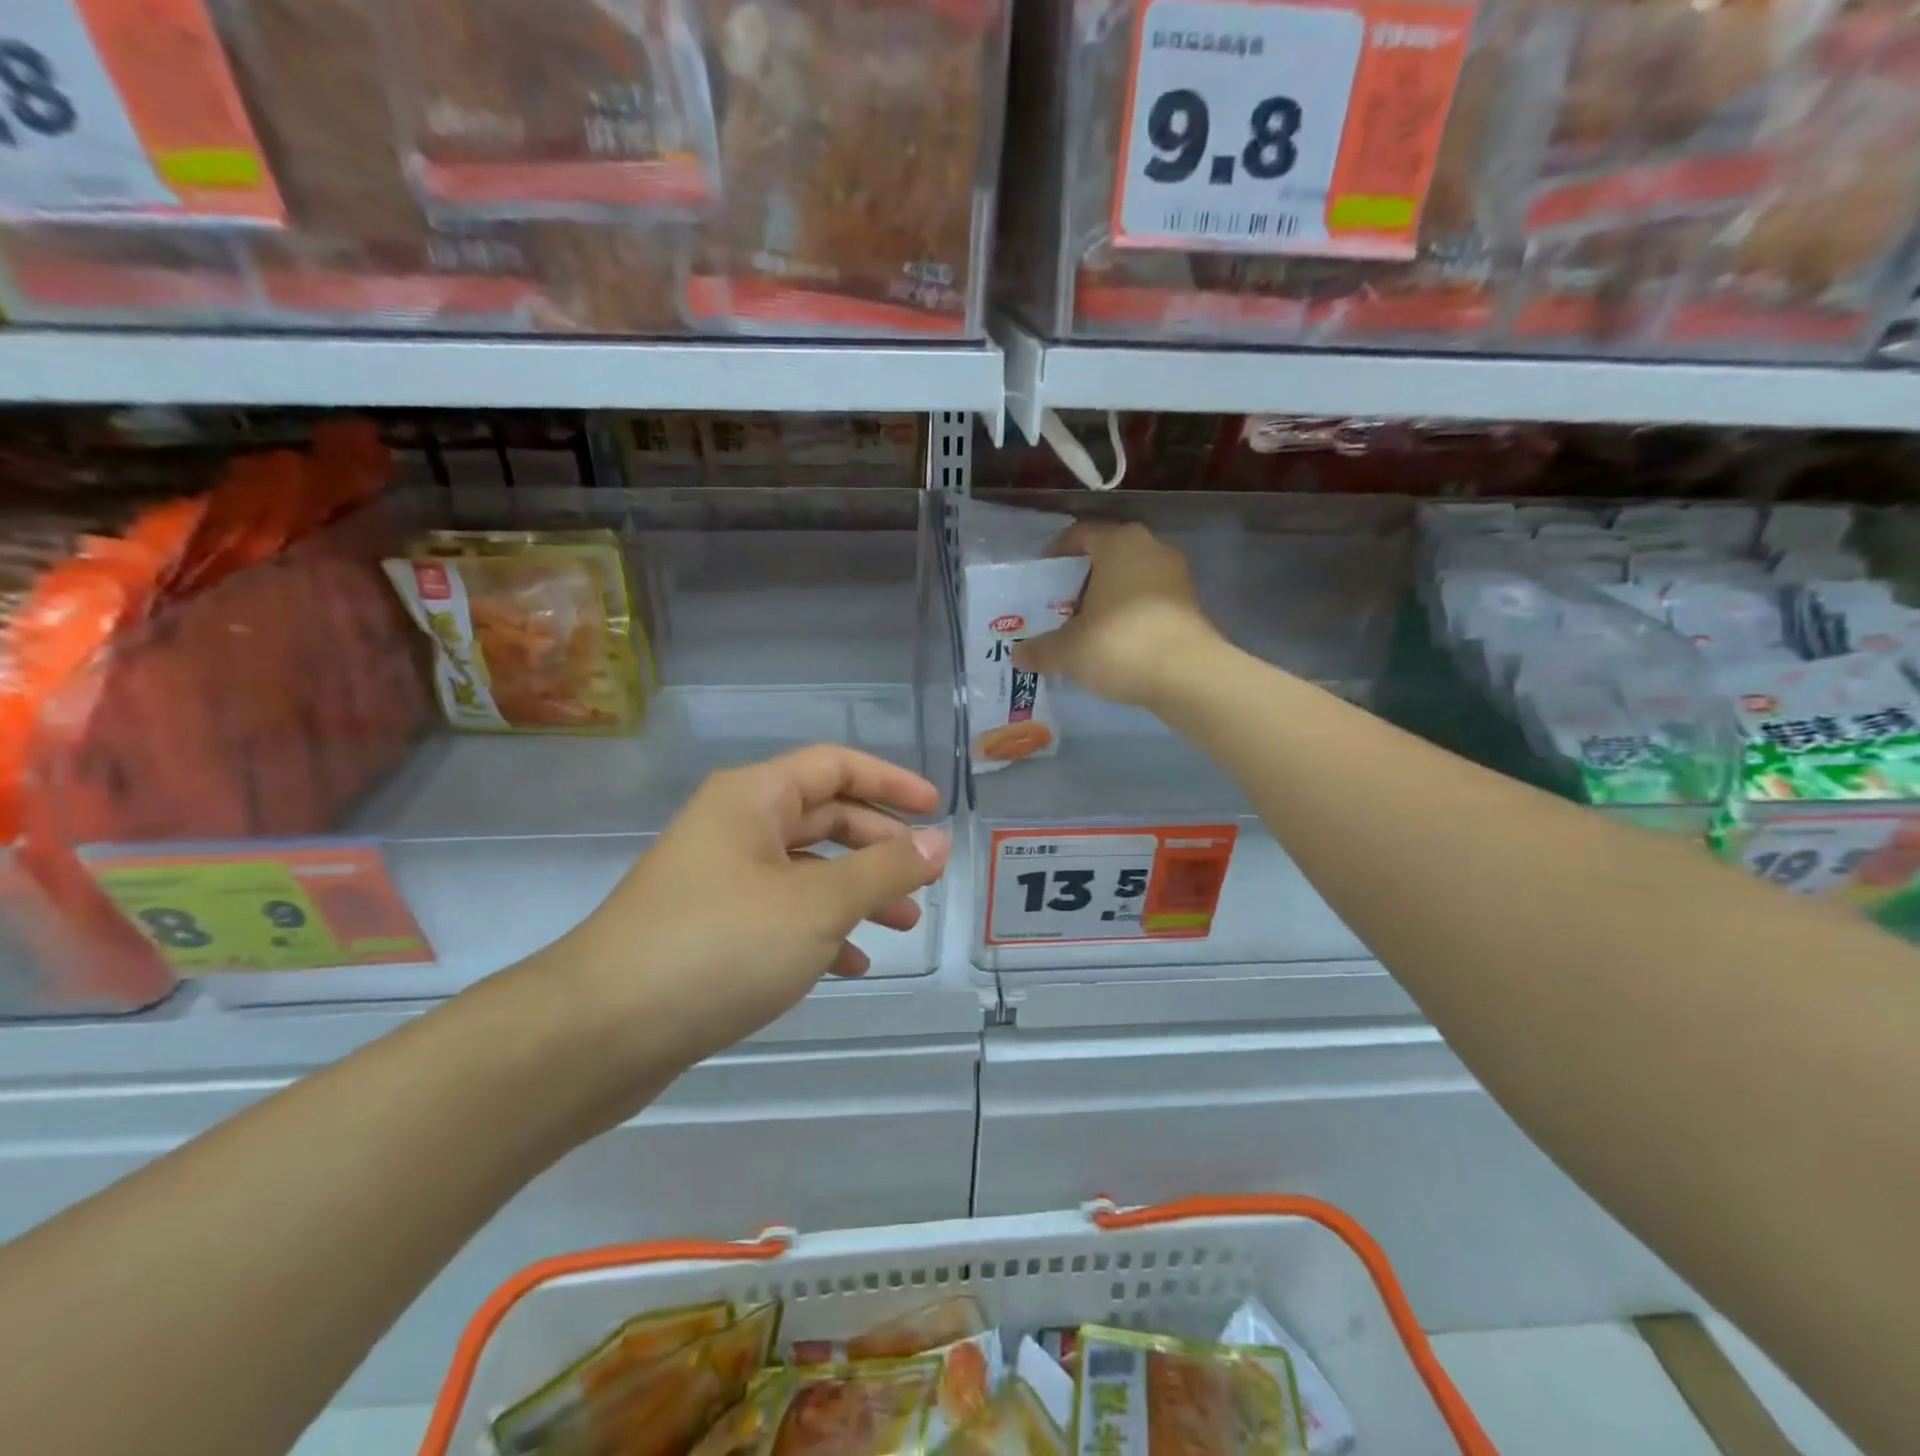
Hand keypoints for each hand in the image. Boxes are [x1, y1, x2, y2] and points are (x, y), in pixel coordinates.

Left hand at [552, 745, 950, 1075]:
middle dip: (879, 847)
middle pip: (825, 817)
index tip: (936, 810)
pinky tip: (851, 965)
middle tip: (924, 879)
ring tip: (903, 926)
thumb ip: (884, 870)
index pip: (836, 765)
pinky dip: (821, 931)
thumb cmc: (719, 946)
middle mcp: (735, 826)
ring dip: (857, 893)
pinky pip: (781, 913)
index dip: (891, 781)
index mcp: (754, 798)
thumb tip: (938, 842)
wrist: (598, 1034)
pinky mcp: (711, 928)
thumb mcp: (817, 906)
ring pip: (806, 870)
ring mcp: (720, 878)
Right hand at [1012, 522, 1217, 706]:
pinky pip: (1149, 600)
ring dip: (1107, 599)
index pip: (1079, 535)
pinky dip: (1130, 615)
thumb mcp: (1069, 649)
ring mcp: (1176, 576)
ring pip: (1130, 579)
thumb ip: (1041, 649)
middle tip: (1060, 608)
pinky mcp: (1191, 604)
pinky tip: (1115, 643)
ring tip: (1085, 628)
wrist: (1187, 675)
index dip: (1055, 556)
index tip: (1041, 581)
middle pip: (1106, 556)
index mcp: (1119, 543)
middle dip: (1081, 581)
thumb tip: (1018, 655)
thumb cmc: (1119, 644)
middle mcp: (1151, 548)